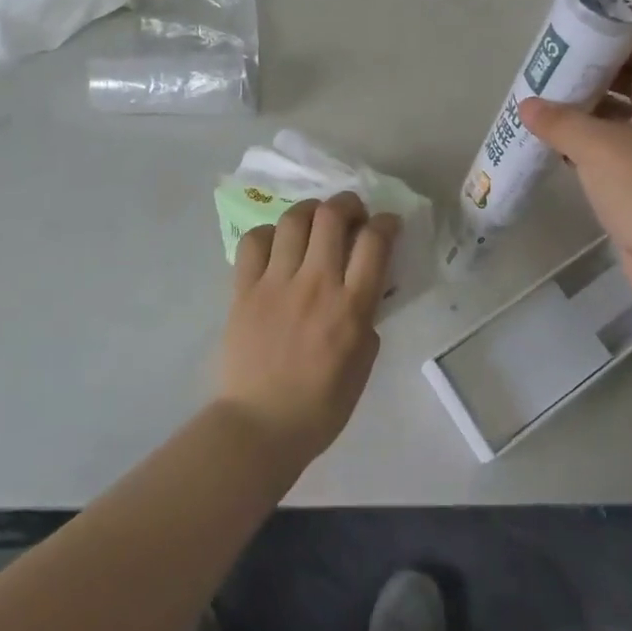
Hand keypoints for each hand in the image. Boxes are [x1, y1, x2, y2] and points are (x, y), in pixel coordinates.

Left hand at [216, 191, 399, 470]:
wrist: (260, 427)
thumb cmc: (321, 405)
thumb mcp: (363, 363)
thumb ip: (366, 317)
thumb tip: (363, 288)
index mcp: (351, 307)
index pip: (375, 242)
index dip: (386, 223)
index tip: (388, 224)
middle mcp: (315, 284)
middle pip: (332, 217)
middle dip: (348, 204)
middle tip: (352, 214)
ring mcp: (276, 283)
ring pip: (294, 220)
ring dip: (310, 210)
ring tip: (315, 221)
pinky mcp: (243, 289)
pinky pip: (254, 241)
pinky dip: (270, 233)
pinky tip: (277, 244)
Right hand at [520, 35, 631, 308]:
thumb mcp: (598, 147)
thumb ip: (560, 122)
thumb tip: (527, 105)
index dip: (621, 40)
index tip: (581, 41)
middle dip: (597, 77)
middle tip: (555, 74)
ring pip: (625, 121)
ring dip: (591, 115)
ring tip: (548, 108)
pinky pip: (620, 155)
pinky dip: (593, 148)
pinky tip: (561, 150)